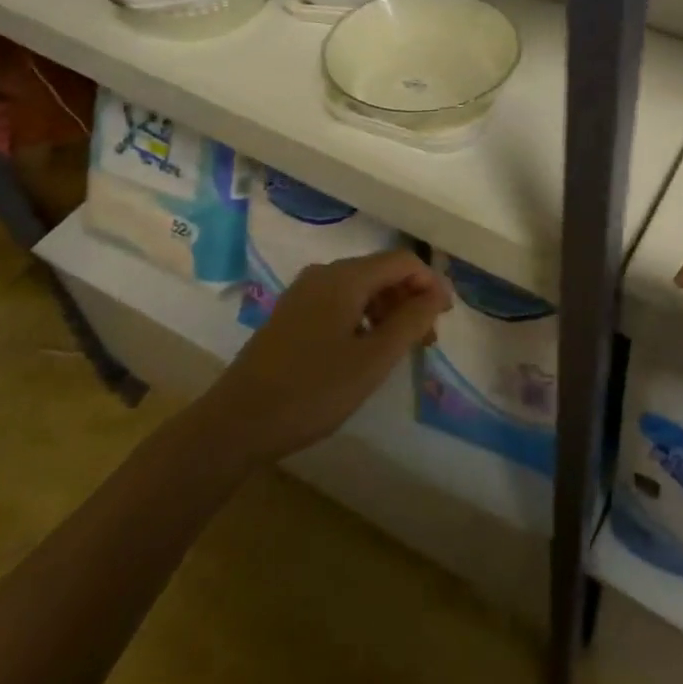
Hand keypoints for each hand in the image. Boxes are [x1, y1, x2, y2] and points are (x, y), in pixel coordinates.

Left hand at [204, 248, 450, 463]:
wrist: (236, 422)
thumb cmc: (312, 391)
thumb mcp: (372, 360)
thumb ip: (411, 322)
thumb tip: (436, 293)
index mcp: (345, 277)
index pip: (402, 261)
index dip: (430, 283)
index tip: (446, 317)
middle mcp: (324, 274)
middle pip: (381, 272)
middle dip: (410, 299)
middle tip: (426, 340)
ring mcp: (303, 292)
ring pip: (359, 288)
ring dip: (387, 311)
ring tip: (398, 350)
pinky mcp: (290, 314)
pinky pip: (339, 302)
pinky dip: (362, 318)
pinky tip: (363, 351)